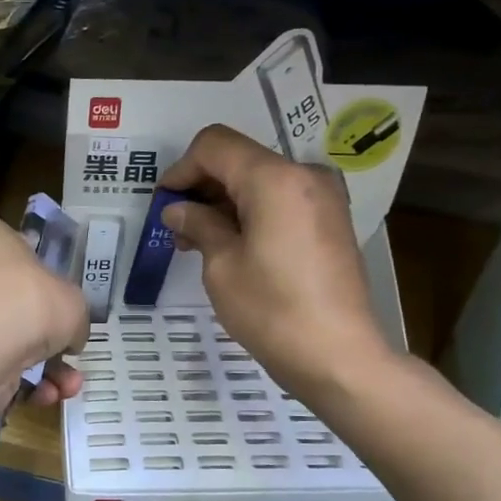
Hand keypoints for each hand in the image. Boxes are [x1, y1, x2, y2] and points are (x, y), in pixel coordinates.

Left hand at [0, 214, 88, 411]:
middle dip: (45, 334)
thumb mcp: (73, 300)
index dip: (40, 275)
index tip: (59, 299)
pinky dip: (18, 382)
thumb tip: (70, 336)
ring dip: (41, 366)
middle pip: (8, 300)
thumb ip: (73, 315)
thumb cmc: (28, 300)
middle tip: (69, 351)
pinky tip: (44, 396)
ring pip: (2, 338)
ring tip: (67, 387)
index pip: (12, 248)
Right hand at [160, 125, 397, 397]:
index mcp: (274, 179)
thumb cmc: (271, 310)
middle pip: (240, 159)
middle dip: (202, 186)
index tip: (163, 204)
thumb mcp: (222, 267)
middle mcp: (304, 175)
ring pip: (260, 181)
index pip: (215, 145)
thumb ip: (199, 225)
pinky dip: (251, 213)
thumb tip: (178, 209)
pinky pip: (281, 201)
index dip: (181, 169)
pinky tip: (232, 247)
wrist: (337, 355)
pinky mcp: (330, 221)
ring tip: (199, 242)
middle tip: (176, 228)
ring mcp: (323, 198)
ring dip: (225, 202)